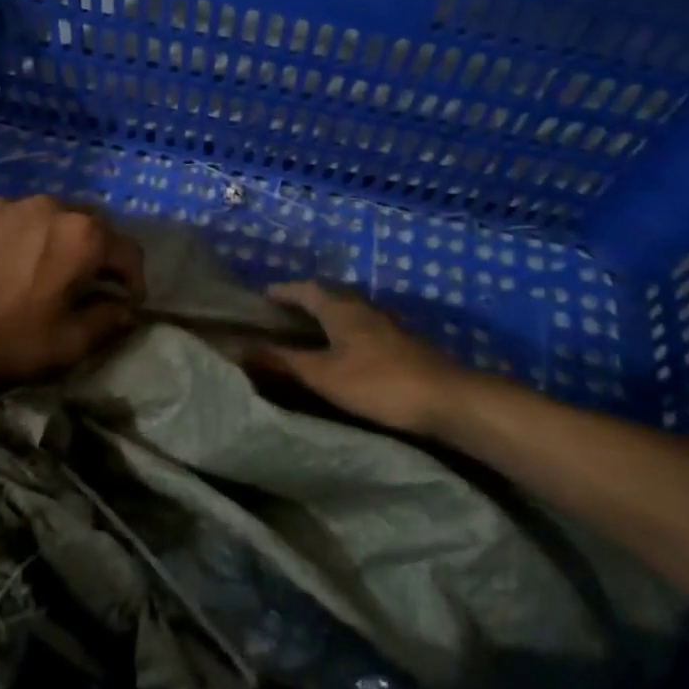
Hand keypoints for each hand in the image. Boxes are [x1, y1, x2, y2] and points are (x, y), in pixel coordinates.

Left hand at [0, 195, 144, 382]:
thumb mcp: (62, 345)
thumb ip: (106, 323)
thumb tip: (126, 310)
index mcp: (83, 236)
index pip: (129, 252)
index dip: (134, 280)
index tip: (127, 304)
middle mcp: (51, 206)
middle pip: (90, 228)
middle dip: (95, 256)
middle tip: (83, 287)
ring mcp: (7, 201)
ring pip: (47, 218)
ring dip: (53, 242)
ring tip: (35, 271)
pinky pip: (6, 216)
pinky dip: (13, 235)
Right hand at [252, 281, 471, 434]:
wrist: (445, 399)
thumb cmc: (377, 383)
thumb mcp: (323, 375)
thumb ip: (284, 362)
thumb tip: (243, 348)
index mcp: (340, 307)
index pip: (305, 289)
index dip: (284, 291)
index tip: (263, 296)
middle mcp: (363, 307)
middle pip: (329, 295)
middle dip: (304, 300)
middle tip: (281, 314)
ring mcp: (386, 324)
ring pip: (348, 311)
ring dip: (327, 315)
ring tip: (308, 331)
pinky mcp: (401, 343)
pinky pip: (362, 327)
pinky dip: (344, 331)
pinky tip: (344, 350)